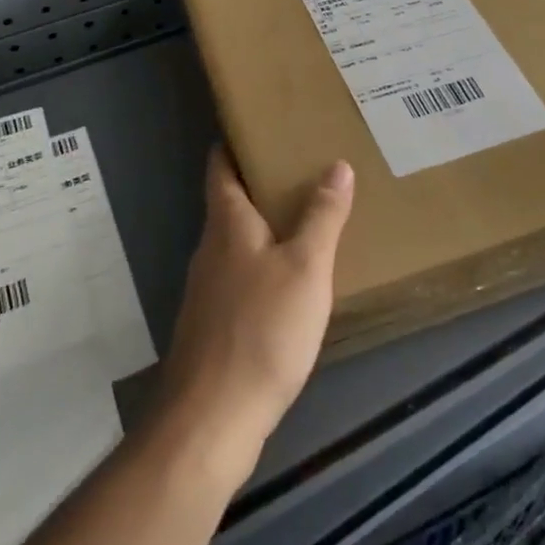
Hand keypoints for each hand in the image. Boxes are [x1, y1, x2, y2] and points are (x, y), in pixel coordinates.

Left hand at [154, 146, 354, 485]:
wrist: (212, 419)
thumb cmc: (262, 330)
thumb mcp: (306, 268)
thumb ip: (322, 216)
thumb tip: (337, 165)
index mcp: (227, 224)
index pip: (221, 167)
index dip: (233, 143)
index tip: (258, 125)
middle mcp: (210, 248)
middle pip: (229, 202)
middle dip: (258, 182)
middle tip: (301, 167)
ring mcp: (208, 289)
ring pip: (236, 241)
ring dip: (263, 225)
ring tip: (304, 217)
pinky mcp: (214, 324)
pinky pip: (240, 276)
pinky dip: (263, 264)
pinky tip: (290, 281)